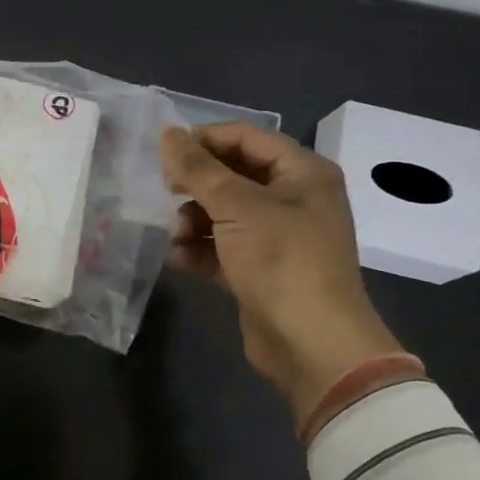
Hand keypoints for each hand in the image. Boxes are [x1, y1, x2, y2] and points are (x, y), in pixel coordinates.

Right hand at [161, 123, 408, 426]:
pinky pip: (224, 247)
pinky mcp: (262, 270)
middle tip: (166, 191)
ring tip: (175, 235)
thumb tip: (167, 133)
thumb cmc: (281, 260)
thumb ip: (198, 168)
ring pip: (225, 212)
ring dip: (194, 220)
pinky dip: (200, 249)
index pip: (246, 137)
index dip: (204, 140)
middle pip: (234, 174)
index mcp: (302, 172)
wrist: (313, 346)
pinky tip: (177, 259)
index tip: (166, 154)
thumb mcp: (237, 206)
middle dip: (197, 185)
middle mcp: (294, 198)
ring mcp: (279, 237)